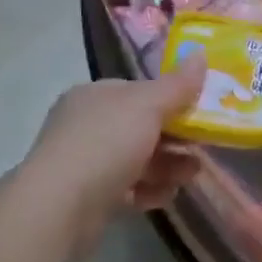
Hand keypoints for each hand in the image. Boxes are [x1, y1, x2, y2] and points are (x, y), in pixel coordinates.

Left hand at [22, 66, 205, 239]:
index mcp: (95, 96)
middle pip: (140, 126)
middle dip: (175, 138)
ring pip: (137, 159)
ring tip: (191, 176)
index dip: (171, 100)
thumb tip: (201, 54)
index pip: (139, 92)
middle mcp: (86, 125)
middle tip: (202, 149)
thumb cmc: (105, 144)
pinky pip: (127, 188)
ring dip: (168, 166)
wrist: (59, 208)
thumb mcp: (147, 106)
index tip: (200, 113)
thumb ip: (178, 84)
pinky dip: (149, 190)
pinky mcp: (88, 197)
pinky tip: (165, 196)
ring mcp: (85, 162)